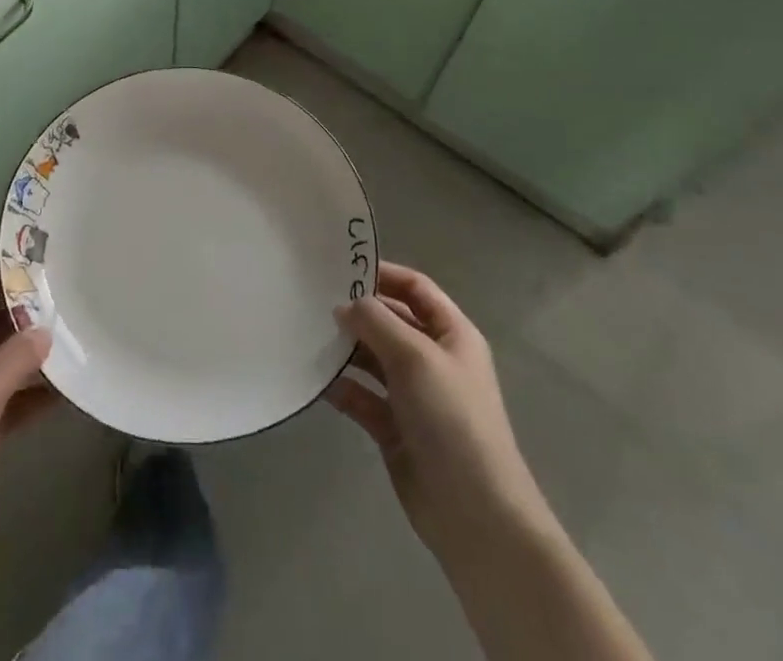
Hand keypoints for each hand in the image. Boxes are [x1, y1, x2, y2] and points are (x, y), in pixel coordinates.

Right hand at [326, 263, 546, 566]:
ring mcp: (413, 395)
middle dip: (357, 311)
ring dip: (345, 348)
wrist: (475, 514)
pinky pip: (362, 396)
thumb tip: (344, 305)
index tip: (340, 267)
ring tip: (307, 333)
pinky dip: (342, 386)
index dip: (383, 274)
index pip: (415, 288)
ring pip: (372, 358)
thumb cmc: (452, 418)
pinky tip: (315, 378)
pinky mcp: (394, 428)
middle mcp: (432, 359)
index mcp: (451, 334)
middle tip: (312, 299)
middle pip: (391, 321)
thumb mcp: (415, 357)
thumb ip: (377, 322)